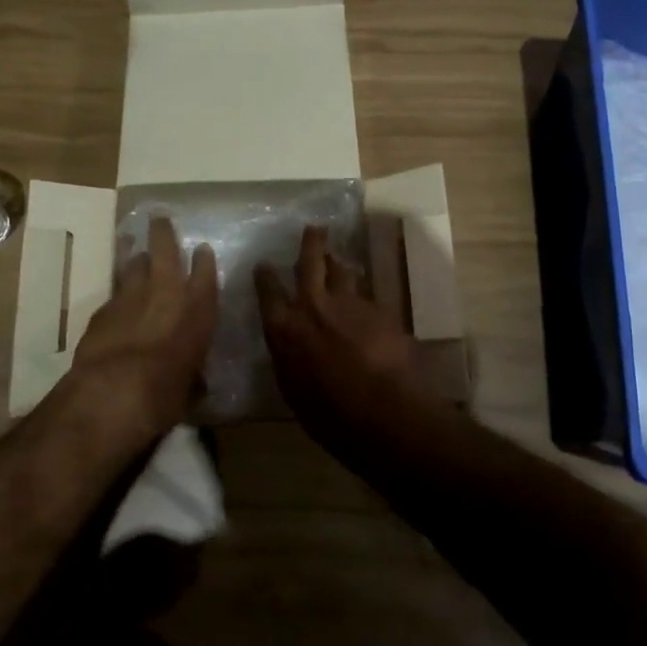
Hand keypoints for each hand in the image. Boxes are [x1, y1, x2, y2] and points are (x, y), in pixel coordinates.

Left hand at [73, 216, 217, 433]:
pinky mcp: (102, 309)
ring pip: (133, 264)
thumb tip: (194, 381)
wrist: (114, 390)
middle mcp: (166, 292)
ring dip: (135, 258)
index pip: (205, 273)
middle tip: (159, 219)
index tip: (202, 249)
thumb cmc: (166, 392)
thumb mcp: (190, 390)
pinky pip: (114, 293)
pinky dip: (118, 293)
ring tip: (134, 250)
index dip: (204, 260)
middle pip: (165, 249)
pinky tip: (116, 300)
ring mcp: (130, 296)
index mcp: (198, 309)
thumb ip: (194, 378)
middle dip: (163, 233)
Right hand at [256, 225, 443, 436]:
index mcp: (284, 329)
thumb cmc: (329, 416)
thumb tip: (291, 347)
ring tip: (341, 261)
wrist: (383, 412)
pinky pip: (367, 296)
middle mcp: (313, 307)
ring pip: (343, 271)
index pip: (268, 292)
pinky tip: (368, 306)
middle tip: (314, 229)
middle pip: (310, 262)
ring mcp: (349, 304)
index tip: (263, 264)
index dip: (265, 276)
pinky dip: (363, 297)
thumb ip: (290, 359)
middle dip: (311, 243)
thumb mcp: (294, 391)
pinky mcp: (378, 310)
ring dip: (340, 265)